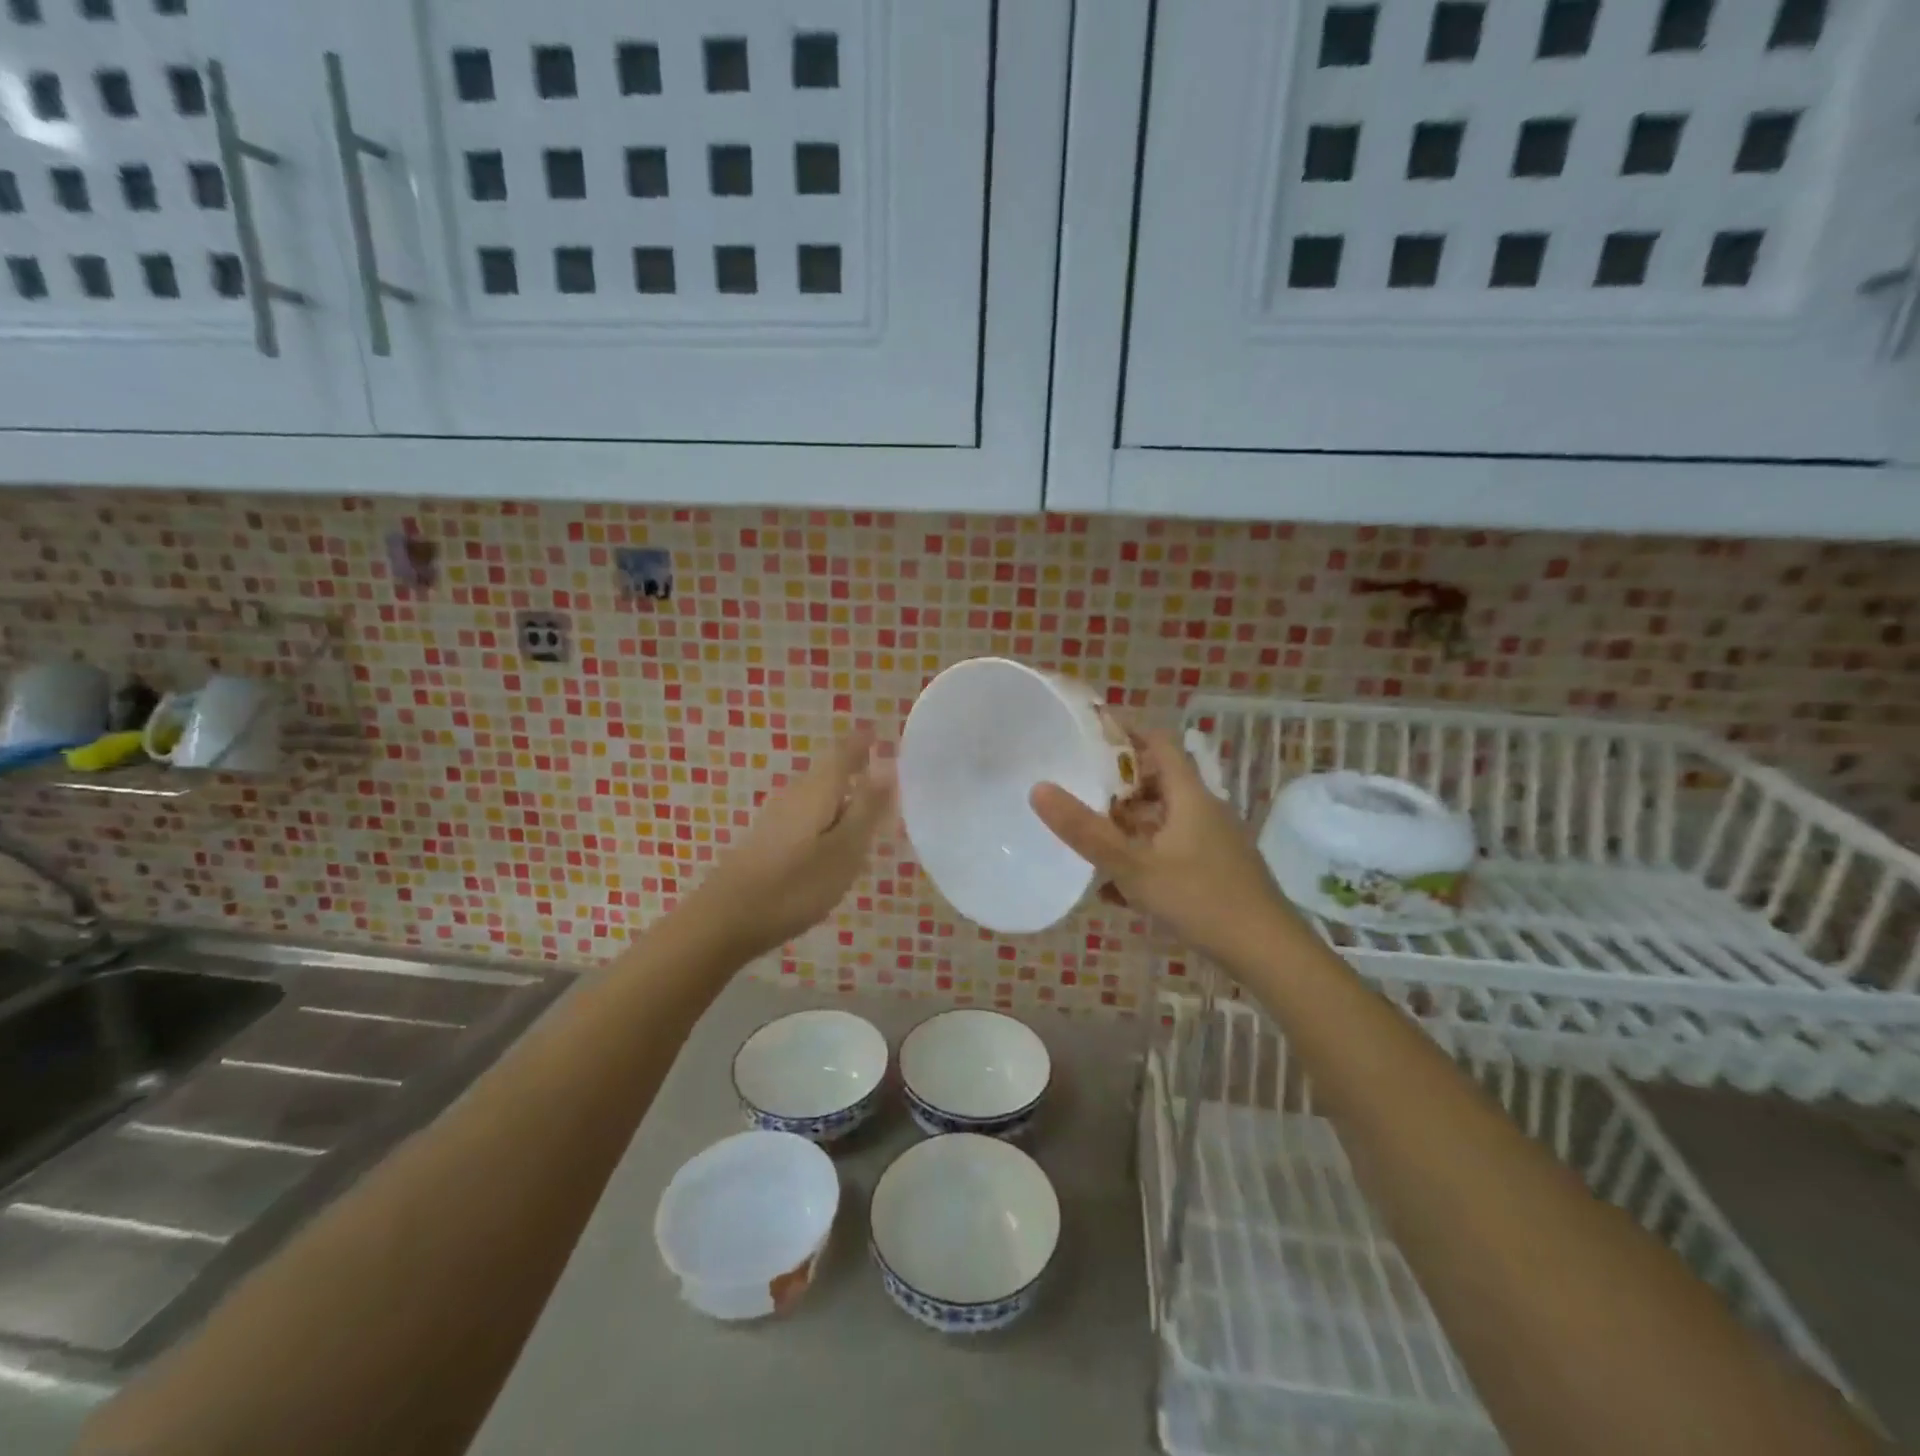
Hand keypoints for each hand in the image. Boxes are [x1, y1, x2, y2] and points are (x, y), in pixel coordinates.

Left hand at [683, 727, 895, 962]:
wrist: (726, 920)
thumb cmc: (796, 885)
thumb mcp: (844, 850)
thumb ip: (867, 808)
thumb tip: (888, 764)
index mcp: (818, 791)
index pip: (844, 753)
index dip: (863, 743)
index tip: (880, 734)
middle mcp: (795, 795)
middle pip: (829, 772)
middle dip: (855, 768)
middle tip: (885, 776)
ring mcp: (776, 817)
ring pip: (817, 795)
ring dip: (842, 796)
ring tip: (867, 810)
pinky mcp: (766, 841)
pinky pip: (805, 816)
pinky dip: (826, 818)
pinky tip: (833, 840)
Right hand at [1029, 727, 1293, 966]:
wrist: (1268, 953)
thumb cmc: (1200, 899)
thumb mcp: (1134, 866)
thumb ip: (1085, 831)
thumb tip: (1038, 788)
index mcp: (1189, 795)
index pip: (1157, 743)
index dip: (1125, 732)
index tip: (1088, 732)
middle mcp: (1203, 810)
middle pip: (1156, 782)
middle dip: (1117, 786)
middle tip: (1077, 789)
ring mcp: (1212, 842)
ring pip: (1161, 821)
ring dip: (1127, 827)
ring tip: (1088, 840)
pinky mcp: (1215, 872)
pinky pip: (1170, 852)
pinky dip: (1142, 860)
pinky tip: (1116, 891)